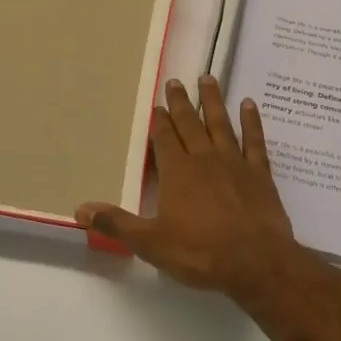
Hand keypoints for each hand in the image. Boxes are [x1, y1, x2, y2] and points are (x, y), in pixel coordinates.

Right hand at [78, 77, 304, 297]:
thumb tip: (80, 209)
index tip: (157, 104)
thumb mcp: (151, 243)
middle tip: (176, 81)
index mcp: (177, 172)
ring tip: (208, 78)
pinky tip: (248, 105)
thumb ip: (116, 223)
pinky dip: (251, 122)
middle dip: (181, 102)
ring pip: (220, 124)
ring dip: (213, 101)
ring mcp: (234, 163)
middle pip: (190, 124)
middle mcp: (204, 159)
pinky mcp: (260, 174)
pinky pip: (255, 141)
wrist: (255, 261)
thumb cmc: (200, 252)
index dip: (160, 121)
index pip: (164, 138)